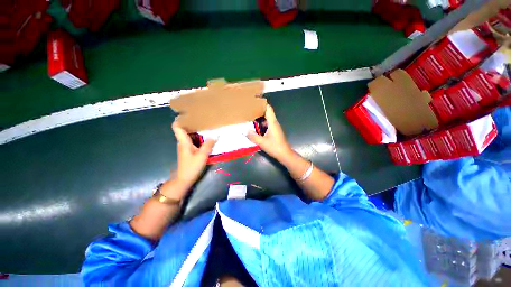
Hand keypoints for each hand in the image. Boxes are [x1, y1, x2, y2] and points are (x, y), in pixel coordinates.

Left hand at [171, 122, 215, 193]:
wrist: (184, 179)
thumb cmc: (191, 167)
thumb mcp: (202, 155)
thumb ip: (208, 145)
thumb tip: (215, 135)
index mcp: (183, 141)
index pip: (177, 127)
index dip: (180, 119)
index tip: (189, 114)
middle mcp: (182, 142)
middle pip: (184, 129)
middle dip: (192, 123)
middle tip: (202, 118)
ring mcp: (185, 147)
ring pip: (189, 135)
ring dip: (196, 130)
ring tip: (205, 126)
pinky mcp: (188, 151)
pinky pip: (192, 140)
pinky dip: (198, 137)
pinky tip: (205, 137)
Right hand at [247, 105, 291, 161]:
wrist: (284, 154)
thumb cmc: (274, 147)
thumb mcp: (262, 142)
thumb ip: (253, 136)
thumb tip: (245, 131)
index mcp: (272, 123)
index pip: (268, 109)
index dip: (262, 103)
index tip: (255, 100)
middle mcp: (274, 123)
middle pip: (267, 113)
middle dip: (259, 110)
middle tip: (249, 109)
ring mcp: (275, 127)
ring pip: (267, 119)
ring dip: (260, 117)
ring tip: (251, 116)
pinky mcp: (275, 132)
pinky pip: (267, 124)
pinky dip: (262, 124)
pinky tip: (256, 127)